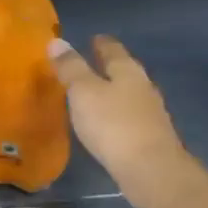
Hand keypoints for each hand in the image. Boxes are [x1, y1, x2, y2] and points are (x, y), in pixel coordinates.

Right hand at [47, 35, 189, 205]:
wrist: (150, 170)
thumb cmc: (113, 124)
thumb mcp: (83, 92)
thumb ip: (70, 68)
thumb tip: (57, 42)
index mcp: (127, 71)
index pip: (113, 49)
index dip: (101, 43)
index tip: (93, 38)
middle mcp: (143, 87)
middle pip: (124, 71)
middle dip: (108, 67)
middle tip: (89, 65)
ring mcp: (150, 113)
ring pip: (128, 95)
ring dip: (112, 93)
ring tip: (94, 95)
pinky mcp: (150, 138)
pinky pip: (129, 118)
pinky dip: (116, 116)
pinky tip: (106, 125)